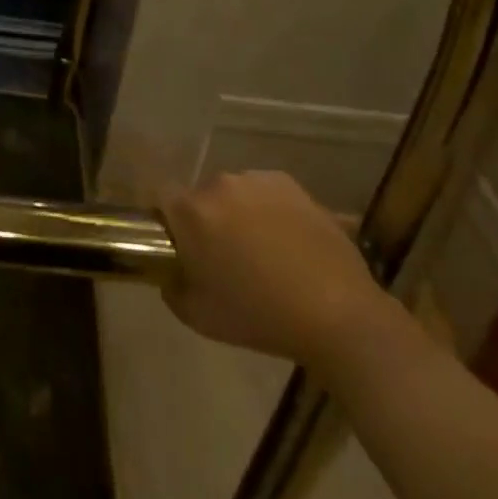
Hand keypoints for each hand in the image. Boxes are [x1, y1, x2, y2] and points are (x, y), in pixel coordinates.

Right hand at [158, 170, 398, 382]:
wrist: (337, 314)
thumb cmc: (261, 318)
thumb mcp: (200, 318)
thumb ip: (172, 288)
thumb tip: (170, 272)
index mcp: (192, 212)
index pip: (160, 197)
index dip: (163, 219)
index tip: (175, 244)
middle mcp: (219, 184)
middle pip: (200, 197)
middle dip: (205, 221)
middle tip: (223, 257)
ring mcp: (256, 179)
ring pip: (232, 193)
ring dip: (236, 214)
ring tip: (261, 251)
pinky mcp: (288, 182)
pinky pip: (263, 191)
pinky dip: (266, 209)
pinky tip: (285, 242)